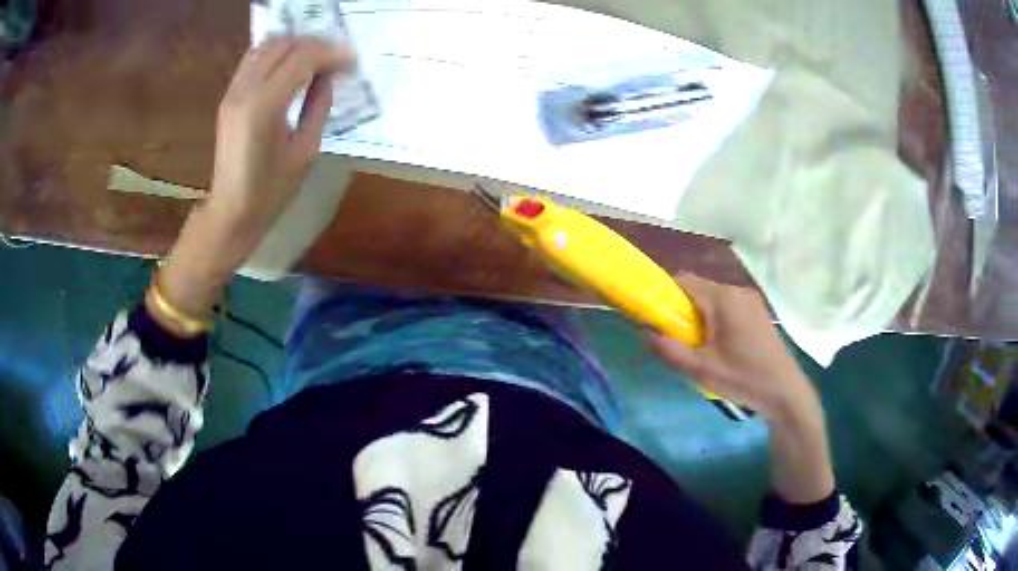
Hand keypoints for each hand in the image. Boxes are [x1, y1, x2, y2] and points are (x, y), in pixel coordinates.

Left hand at [208, 38, 352, 239]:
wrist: (231, 210)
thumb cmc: (271, 191)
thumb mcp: (306, 150)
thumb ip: (319, 106)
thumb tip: (329, 76)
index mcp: (265, 106)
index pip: (303, 57)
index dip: (332, 53)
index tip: (353, 62)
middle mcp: (246, 90)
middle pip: (285, 44)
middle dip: (316, 45)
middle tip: (338, 59)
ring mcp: (233, 91)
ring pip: (267, 45)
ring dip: (296, 45)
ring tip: (317, 59)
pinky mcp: (229, 96)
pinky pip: (254, 58)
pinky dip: (277, 53)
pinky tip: (292, 65)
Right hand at [646, 273, 815, 420]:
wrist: (784, 391)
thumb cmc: (743, 378)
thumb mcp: (701, 370)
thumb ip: (670, 351)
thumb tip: (645, 333)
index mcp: (723, 298)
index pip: (683, 280)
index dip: (665, 295)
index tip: (658, 318)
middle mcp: (737, 291)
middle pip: (699, 289)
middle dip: (683, 309)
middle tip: (680, 339)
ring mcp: (750, 300)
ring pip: (714, 298)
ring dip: (700, 316)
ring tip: (700, 346)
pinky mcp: (758, 311)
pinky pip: (728, 306)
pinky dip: (717, 319)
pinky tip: (721, 346)